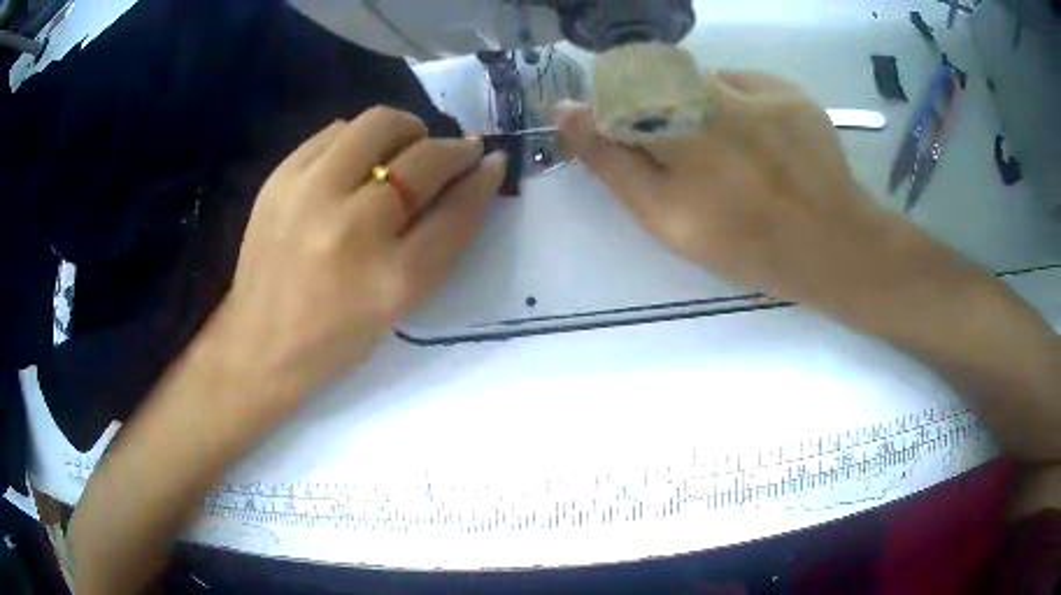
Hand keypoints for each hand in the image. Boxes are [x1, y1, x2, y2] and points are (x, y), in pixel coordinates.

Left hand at [213, 107, 505, 412]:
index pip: (457, 209)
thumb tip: (474, 177)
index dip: (483, 179)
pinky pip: (336, 131)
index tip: (491, 162)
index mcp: (391, 279)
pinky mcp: (279, 179)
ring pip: (379, 124)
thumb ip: (440, 240)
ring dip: (408, 130)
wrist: (259, 342)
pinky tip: (359, 159)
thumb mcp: (400, 303)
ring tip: (407, 148)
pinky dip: (360, 137)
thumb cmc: (337, 336)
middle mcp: (352, 229)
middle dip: (454, 149)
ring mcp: (309, 196)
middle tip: (456, 153)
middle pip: (423, 159)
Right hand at [557, 70, 894, 302]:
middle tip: (692, 159)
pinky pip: (742, 83)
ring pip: (700, 80)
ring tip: (732, 154)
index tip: (634, 148)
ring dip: (699, 108)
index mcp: (673, 125)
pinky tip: (759, 142)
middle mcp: (711, 92)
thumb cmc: (746, 244)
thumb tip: (565, 112)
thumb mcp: (666, 219)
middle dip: (661, 113)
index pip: (614, 94)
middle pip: (657, 80)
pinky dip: (738, 106)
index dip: (618, 117)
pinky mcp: (788, 88)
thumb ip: (611, 161)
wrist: (832, 245)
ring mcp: (756, 86)